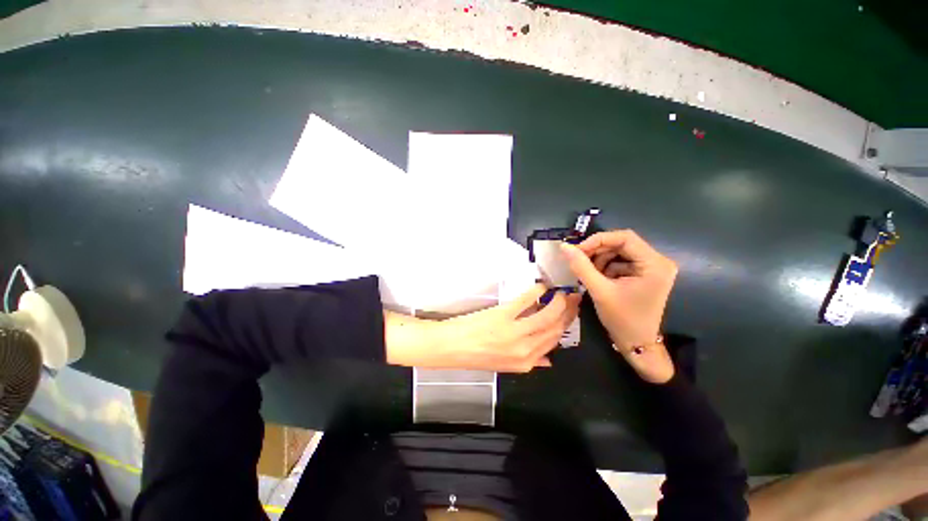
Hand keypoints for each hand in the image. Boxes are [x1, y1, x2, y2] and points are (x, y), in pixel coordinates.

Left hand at [385, 284, 580, 372]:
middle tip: (573, 298)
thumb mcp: (504, 366)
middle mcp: (525, 348)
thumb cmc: (475, 356)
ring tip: (562, 291)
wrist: (450, 347)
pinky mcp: (504, 315)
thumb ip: (530, 362)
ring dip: (558, 301)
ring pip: (547, 315)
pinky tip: (541, 287)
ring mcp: (515, 331)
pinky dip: (537, 292)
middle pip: (556, 328)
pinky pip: (527, 301)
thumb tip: (549, 360)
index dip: (565, 327)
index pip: (554, 342)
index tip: (570, 314)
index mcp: (526, 363)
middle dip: (568, 312)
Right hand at [561, 230, 677, 382]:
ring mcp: (652, 268)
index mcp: (654, 264)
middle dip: (597, 251)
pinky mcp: (644, 274)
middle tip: (578, 260)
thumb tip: (564, 246)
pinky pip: (620, 262)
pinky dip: (605, 267)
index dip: (598, 240)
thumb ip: (581, 266)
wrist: (636, 344)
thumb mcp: (599, 291)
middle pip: (622, 244)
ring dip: (600, 260)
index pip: (625, 237)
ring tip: (588, 273)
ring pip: (619, 252)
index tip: (577, 250)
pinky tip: (597, 278)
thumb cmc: (622, 319)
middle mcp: (658, 261)